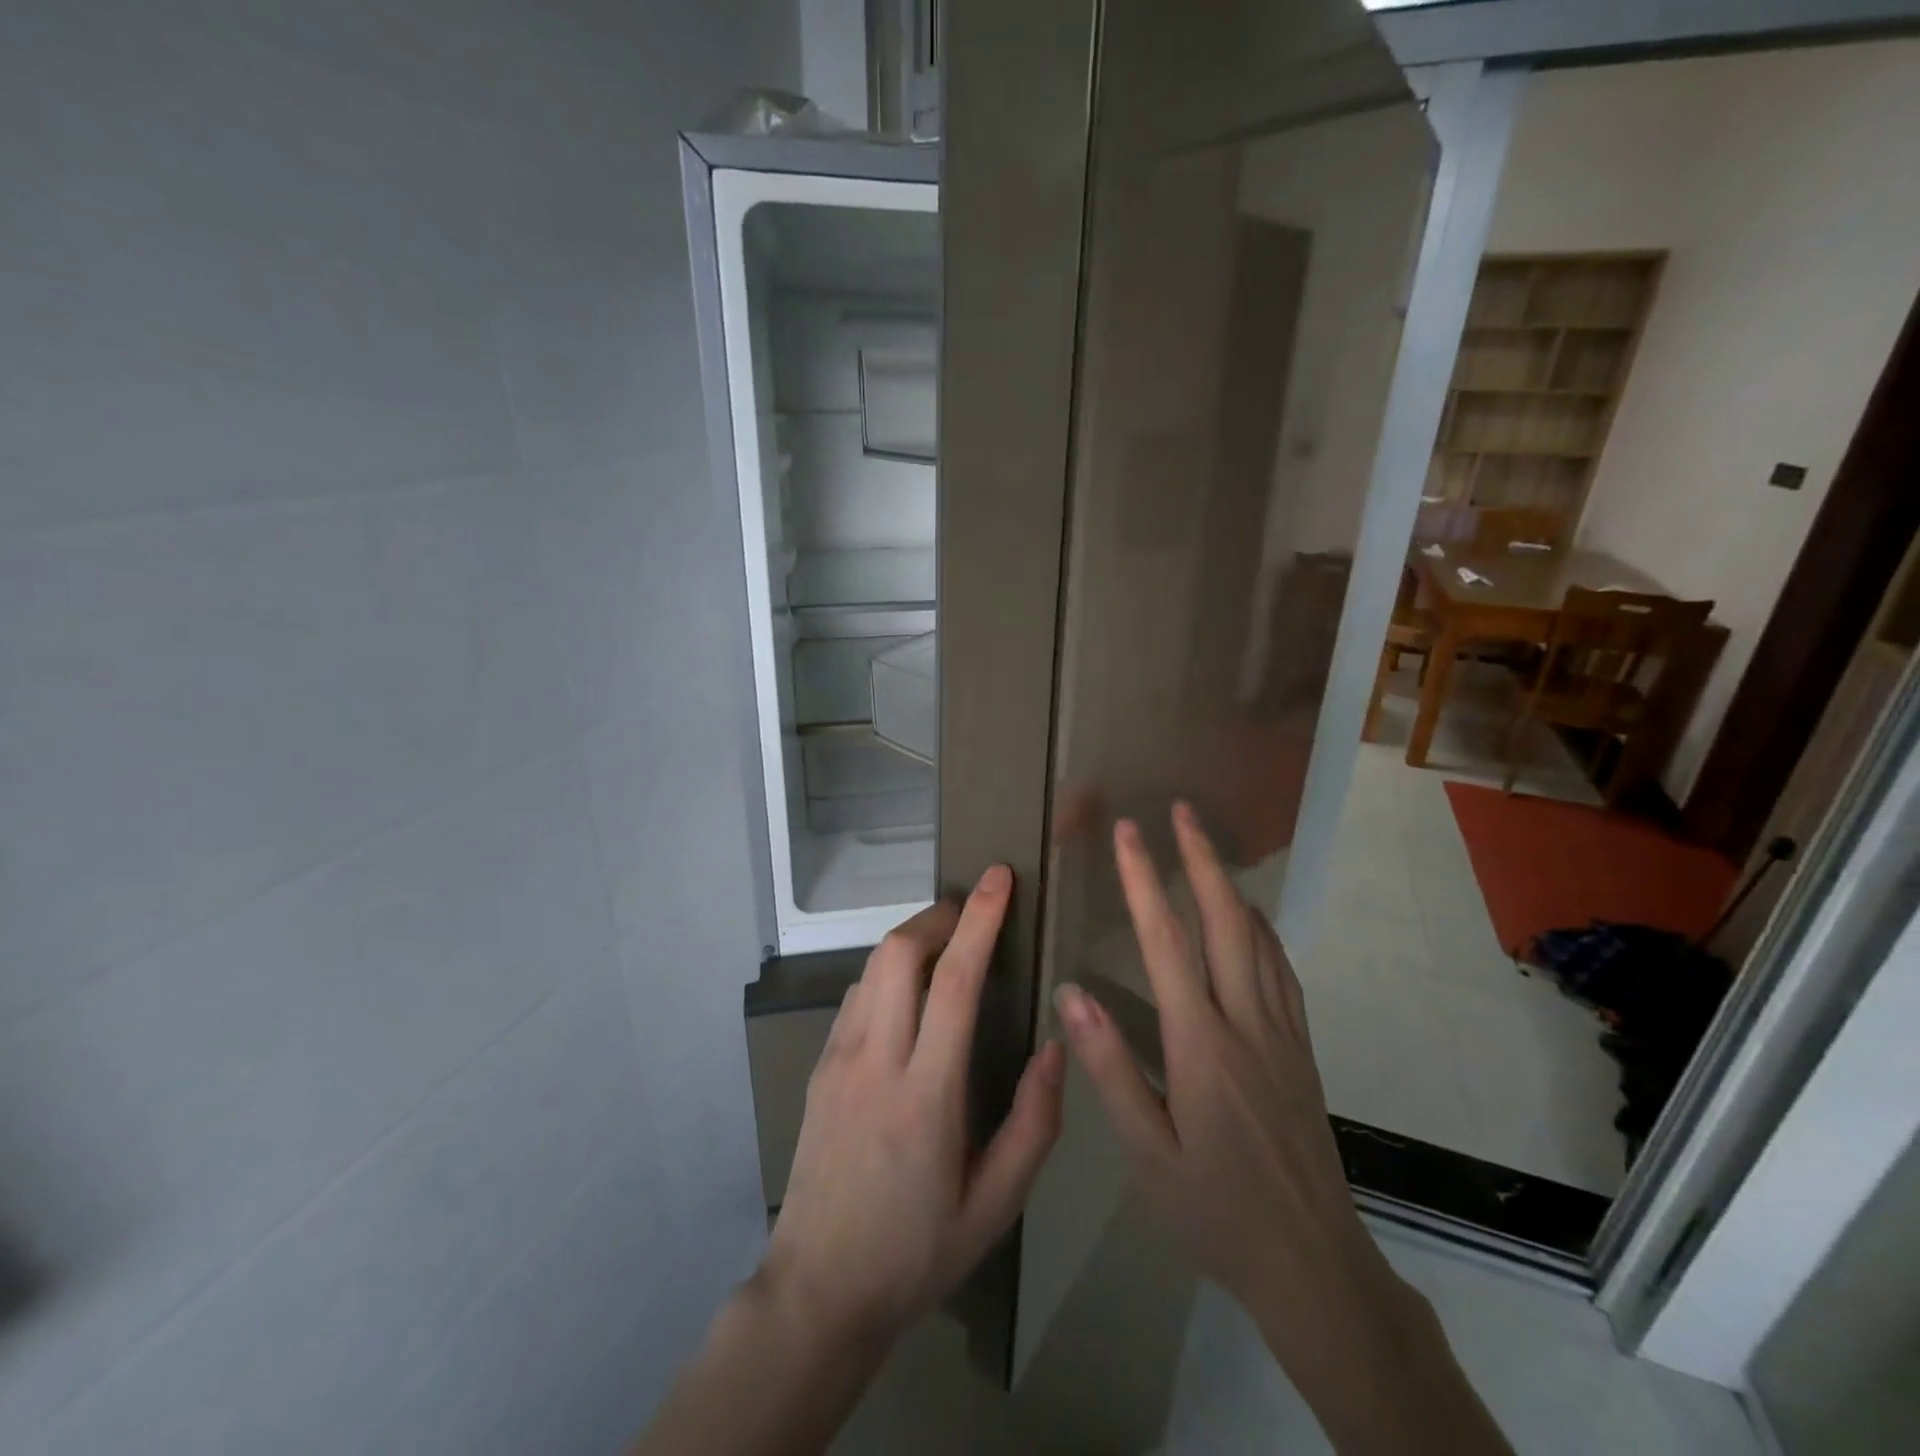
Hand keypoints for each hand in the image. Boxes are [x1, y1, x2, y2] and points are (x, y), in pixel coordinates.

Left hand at [760, 865, 1065, 1350]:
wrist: (819, 1290)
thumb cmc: (917, 1250)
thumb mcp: (996, 1205)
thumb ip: (1034, 1123)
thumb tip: (1056, 1045)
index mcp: (926, 1094)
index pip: (955, 982)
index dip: (980, 920)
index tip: (998, 877)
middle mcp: (876, 1061)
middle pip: (900, 953)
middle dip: (939, 915)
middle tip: (973, 910)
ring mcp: (839, 1060)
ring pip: (873, 967)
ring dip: (912, 939)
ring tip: (947, 943)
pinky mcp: (820, 1067)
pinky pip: (856, 995)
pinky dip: (887, 971)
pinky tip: (909, 992)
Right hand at [1054, 807, 1398, 1354]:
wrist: (1313, 1263)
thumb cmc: (1215, 1211)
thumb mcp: (1147, 1153)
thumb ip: (1110, 1070)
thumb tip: (1072, 995)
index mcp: (1200, 1044)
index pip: (1166, 943)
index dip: (1145, 881)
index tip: (1130, 833)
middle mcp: (1245, 1023)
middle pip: (1224, 922)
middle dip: (1200, 859)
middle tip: (1181, 810)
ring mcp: (1280, 1033)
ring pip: (1258, 939)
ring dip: (1230, 884)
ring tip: (1209, 846)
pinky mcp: (1301, 1051)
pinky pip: (1282, 972)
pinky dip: (1263, 930)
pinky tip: (1252, 919)